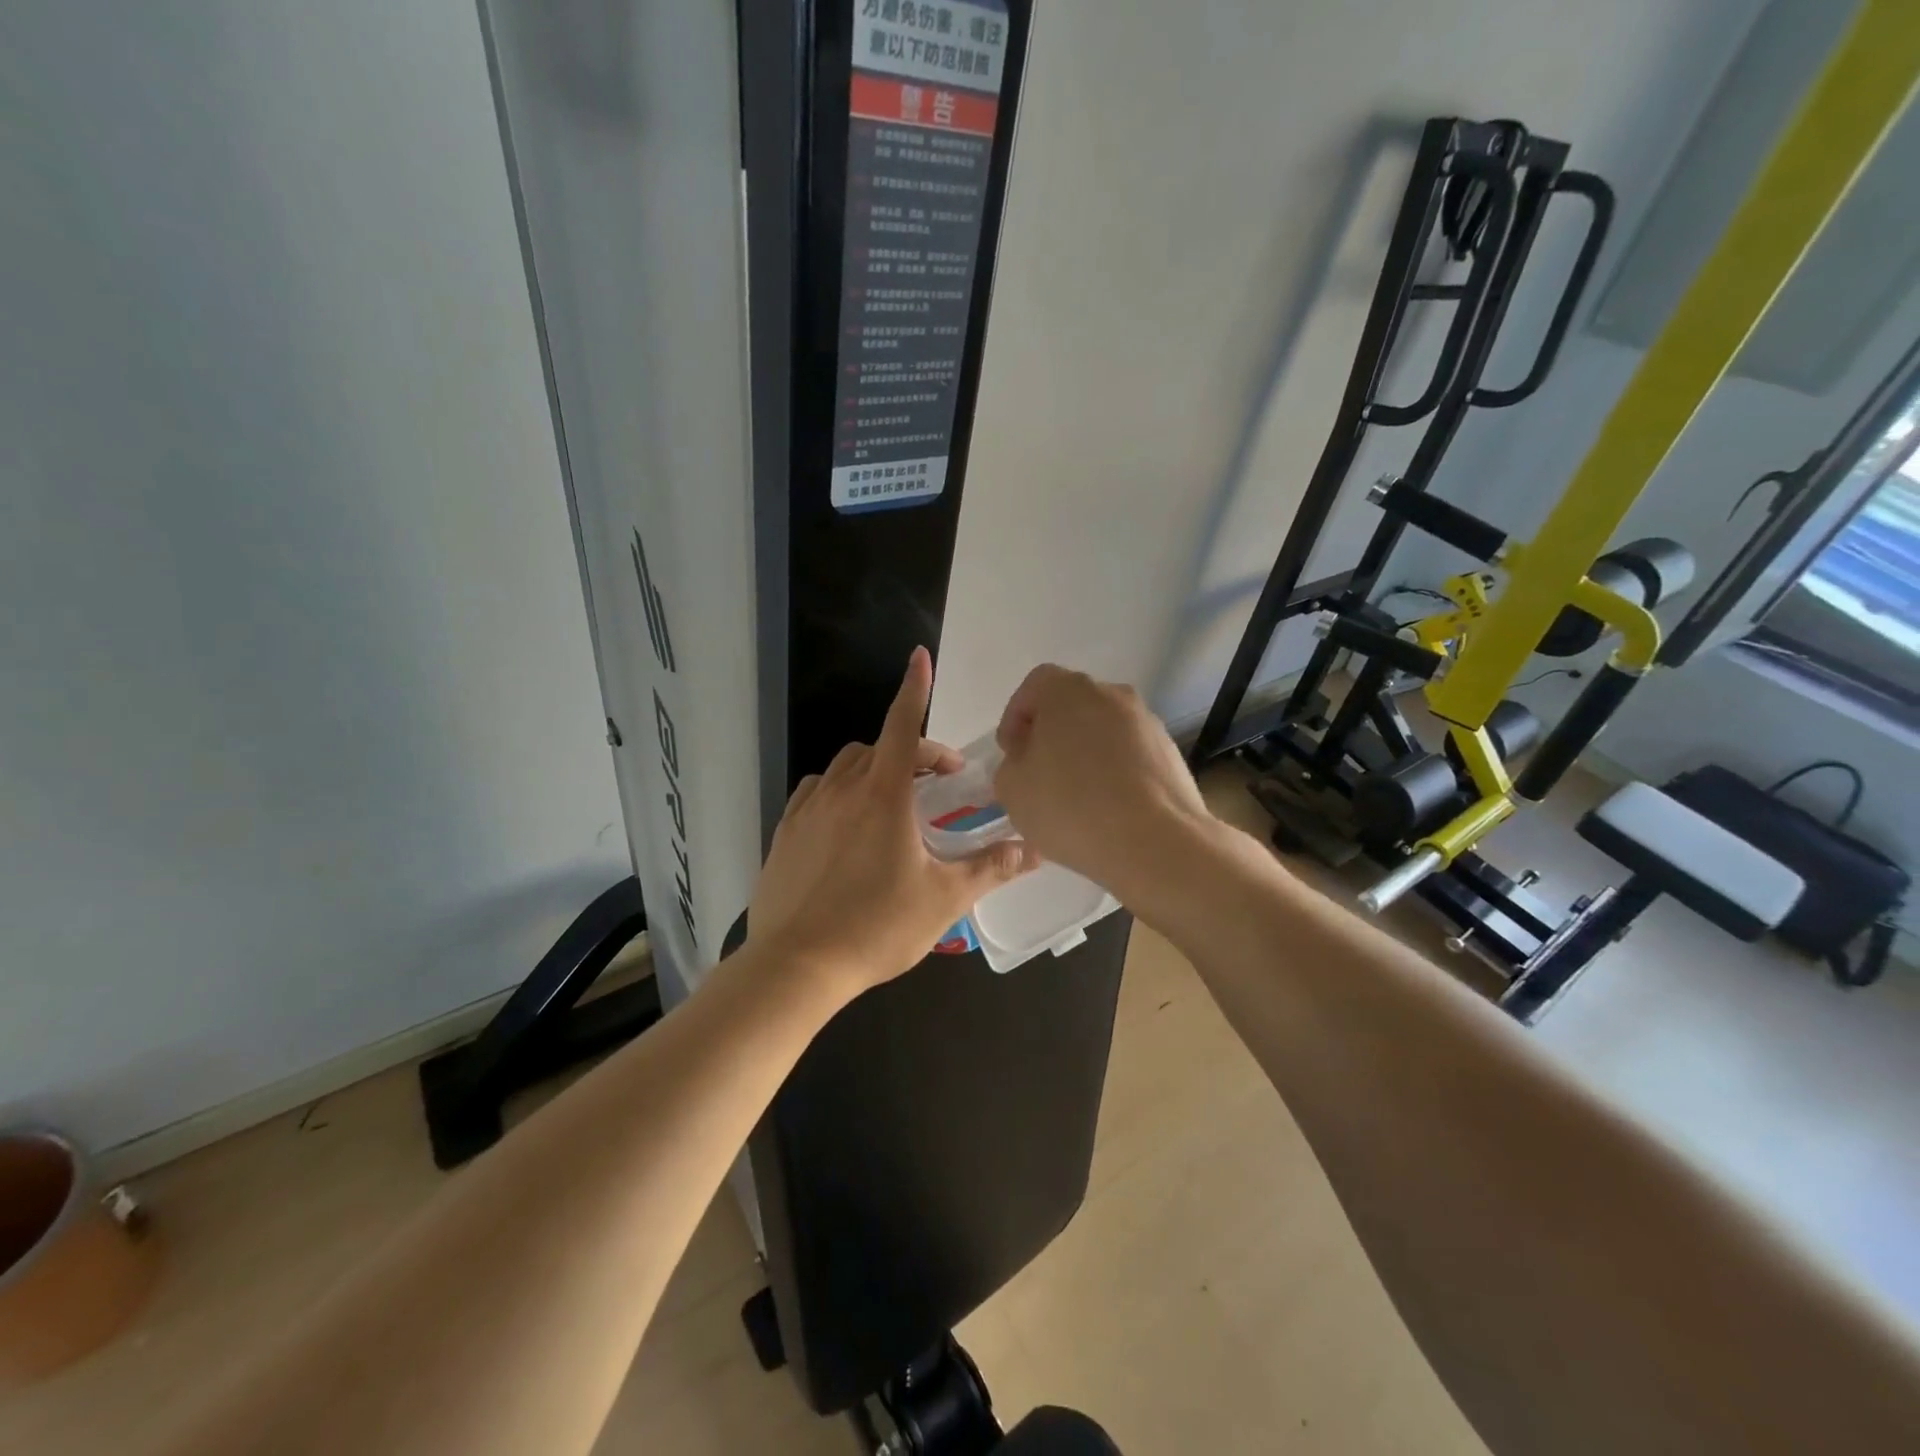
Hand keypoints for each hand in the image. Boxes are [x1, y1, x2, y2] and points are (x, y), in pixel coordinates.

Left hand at [746, 647, 1037, 1001]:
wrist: (797, 966)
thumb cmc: (877, 927)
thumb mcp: (944, 899)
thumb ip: (990, 868)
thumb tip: (1033, 849)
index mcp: (883, 796)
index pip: (902, 727)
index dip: (914, 690)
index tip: (921, 658)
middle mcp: (842, 791)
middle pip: (879, 748)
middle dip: (912, 752)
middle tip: (937, 783)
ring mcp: (807, 810)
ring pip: (845, 768)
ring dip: (874, 769)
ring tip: (894, 801)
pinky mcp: (785, 833)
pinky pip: (816, 793)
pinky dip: (839, 790)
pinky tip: (848, 821)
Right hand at [993, 665, 1212, 901]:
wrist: (1155, 842)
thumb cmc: (1071, 807)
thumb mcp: (1012, 789)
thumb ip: (1011, 765)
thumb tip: (1029, 763)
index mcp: (1068, 691)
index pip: (1035, 685)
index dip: (1016, 717)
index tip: (1012, 753)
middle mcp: (1112, 694)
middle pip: (1072, 706)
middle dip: (1053, 735)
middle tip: (1040, 774)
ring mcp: (1147, 722)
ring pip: (1104, 730)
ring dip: (1086, 754)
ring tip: (1076, 797)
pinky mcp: (1171, 753)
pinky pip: (1130, 754)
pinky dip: (1115, 772)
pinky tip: (1108, 808)